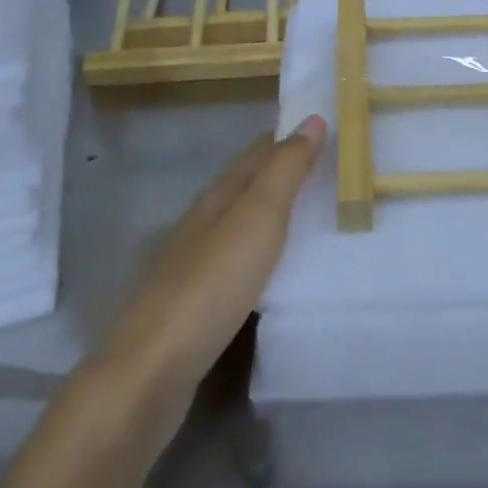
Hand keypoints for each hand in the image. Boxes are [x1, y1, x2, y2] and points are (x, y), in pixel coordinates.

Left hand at [97, 117, 325, 417]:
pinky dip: (264, 251)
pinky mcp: (196, 301)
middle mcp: (205, 219)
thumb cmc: (213, 281)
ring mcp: (196, 261)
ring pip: (243, 222)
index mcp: (219, 194)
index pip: (260, 150)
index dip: (291, 136)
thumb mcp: (258, 216)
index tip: (329, 129)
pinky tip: (277, 268)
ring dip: (276, 212)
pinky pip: (240, 260)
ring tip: (315, 215)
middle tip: (334, 169)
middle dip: (286, 171)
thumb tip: (312, 120)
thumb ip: (285, 169)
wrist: (153, 368)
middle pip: (250, 183)